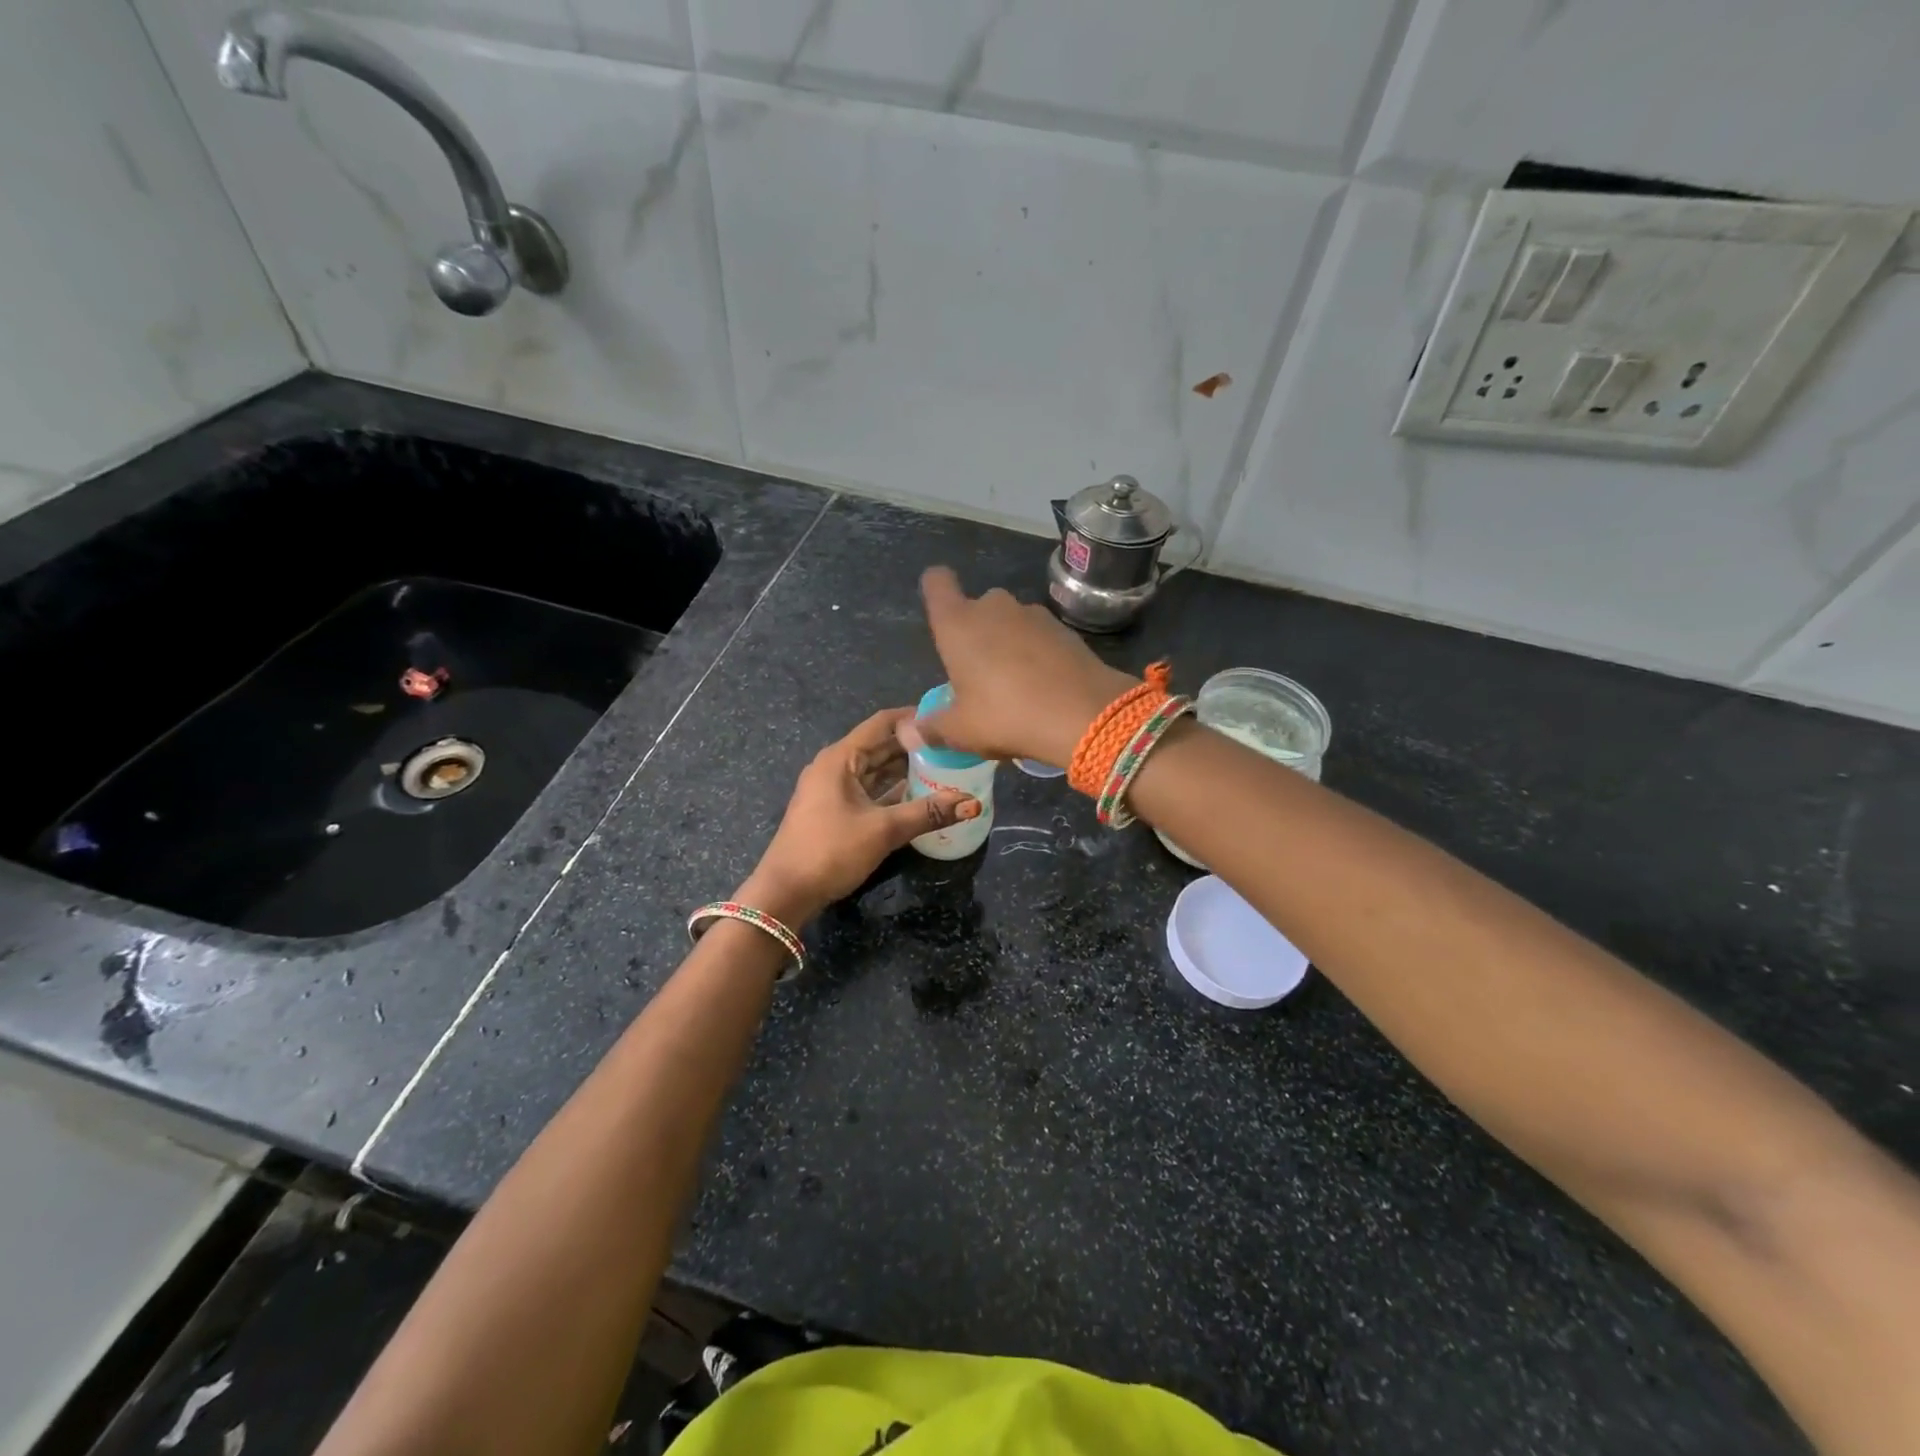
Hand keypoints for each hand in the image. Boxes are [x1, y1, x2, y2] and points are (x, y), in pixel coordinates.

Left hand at [739, 708, 978, 923]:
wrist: (785, 893)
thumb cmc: (831, 851)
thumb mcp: (883, 830)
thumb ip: (928, 813)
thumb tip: (972, 803)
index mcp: (840, 758)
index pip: (882, 723)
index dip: (913, 717)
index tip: (946, 718)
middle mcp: (835, 766)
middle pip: (880, 746)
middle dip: (914, 746)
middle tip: (953, 747)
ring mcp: (833, 789)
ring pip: (875, 770)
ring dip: (905, 770)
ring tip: (944, 768)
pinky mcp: (834, 810)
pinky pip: (869, 790)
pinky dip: (893, 790)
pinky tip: (920, 796)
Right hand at [912, 566, 1134, 766]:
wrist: (1085, 714)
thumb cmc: (1006, 715)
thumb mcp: (961, 731)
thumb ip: (932, 728)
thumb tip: (908, 732)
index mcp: (958, 624)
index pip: (937, 582)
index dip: (935, 589)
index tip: (940, 611)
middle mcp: (993, 607)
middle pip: (976, 607)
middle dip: (975, 632)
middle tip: (978, 674)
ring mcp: (1032, 614)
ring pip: (1009, 622)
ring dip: (1007, 643)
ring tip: (1013, 685)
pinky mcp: (1064, 628)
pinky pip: (1038, 636)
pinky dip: (1036, 653)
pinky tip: (1042, 686)